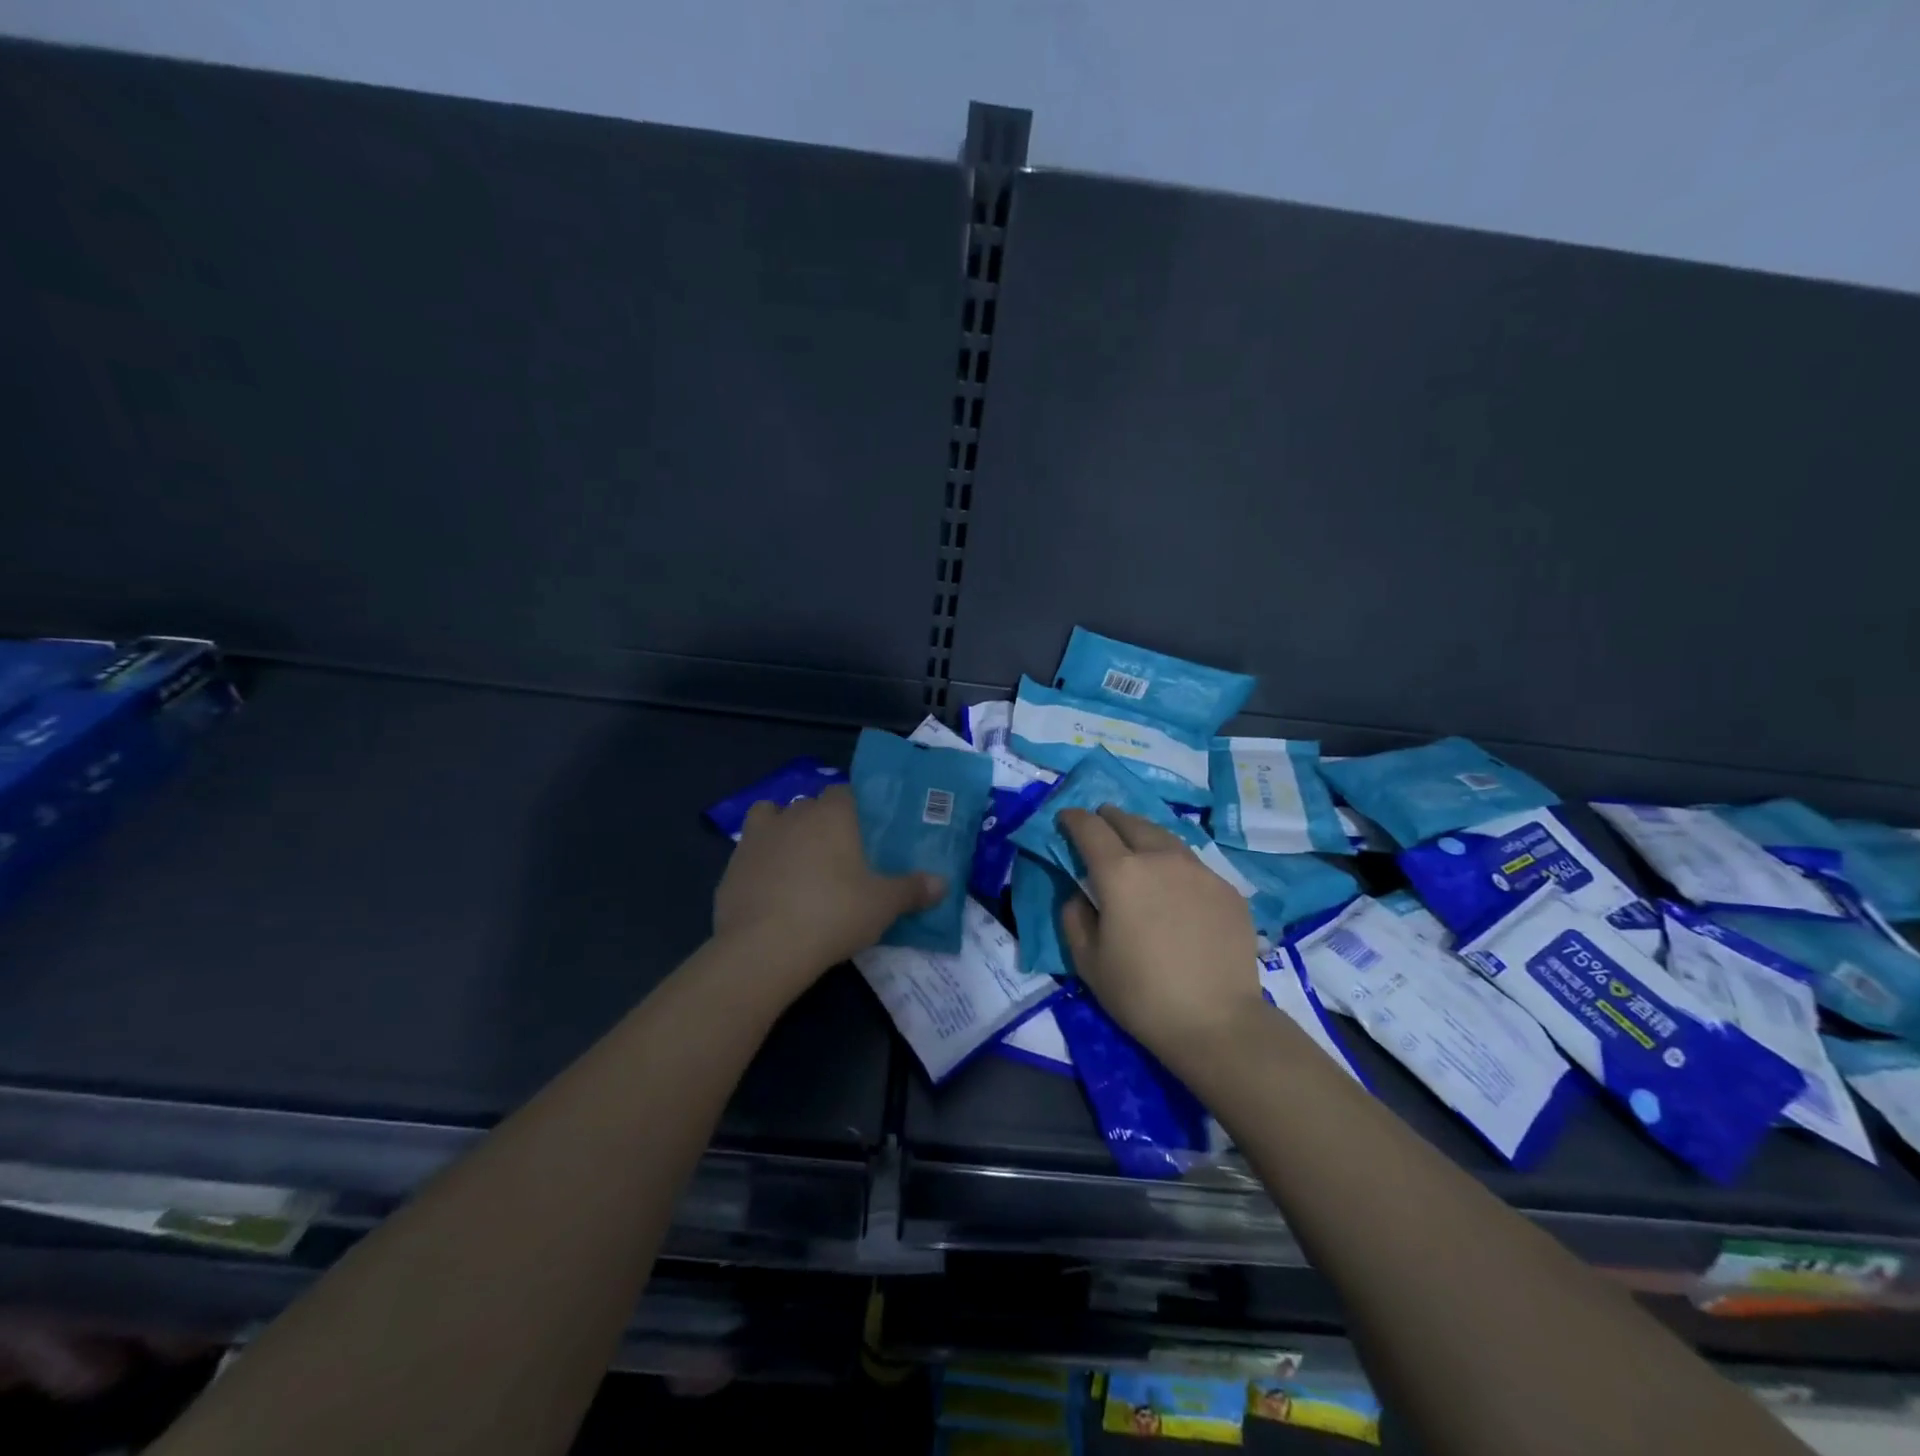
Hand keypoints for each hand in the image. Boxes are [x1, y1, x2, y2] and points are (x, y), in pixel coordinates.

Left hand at [713, 786, 943, 985]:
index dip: (854, 808)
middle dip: (821, 821)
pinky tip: (771, 888)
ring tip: (799, 862)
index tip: (864, 832)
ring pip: (772, 818)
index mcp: (832, 814)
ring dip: (784, 831)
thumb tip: (943, 883)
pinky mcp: (731, 866)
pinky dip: (760, 861)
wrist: (764, 948)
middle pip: (809, 804)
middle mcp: (793, 815)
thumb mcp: (884, 905)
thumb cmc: (834, 914)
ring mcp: (757, 838)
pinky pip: (750, 851)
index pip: (844, 791)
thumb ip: (913, 890)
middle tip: (838, 854)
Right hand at [1059, 806, 1263, 1069]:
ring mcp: (1199, 870)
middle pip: (1130, 822)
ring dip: (1143, 835)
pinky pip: (1193, 865)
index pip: (1090, 828)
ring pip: (1165, 837)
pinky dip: (1174, 864)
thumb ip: (1075, 917)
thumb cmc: (1141, 994)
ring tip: (1136, 846)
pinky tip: (1174, 886)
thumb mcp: (1088, 961)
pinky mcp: (1227, 889)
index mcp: (1120, 873)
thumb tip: (1080, 894)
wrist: (1217, 1022)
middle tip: (1100, 824)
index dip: (1073, 819)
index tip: (1065, 819)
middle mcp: (1160, 858)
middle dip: (1109, 818)